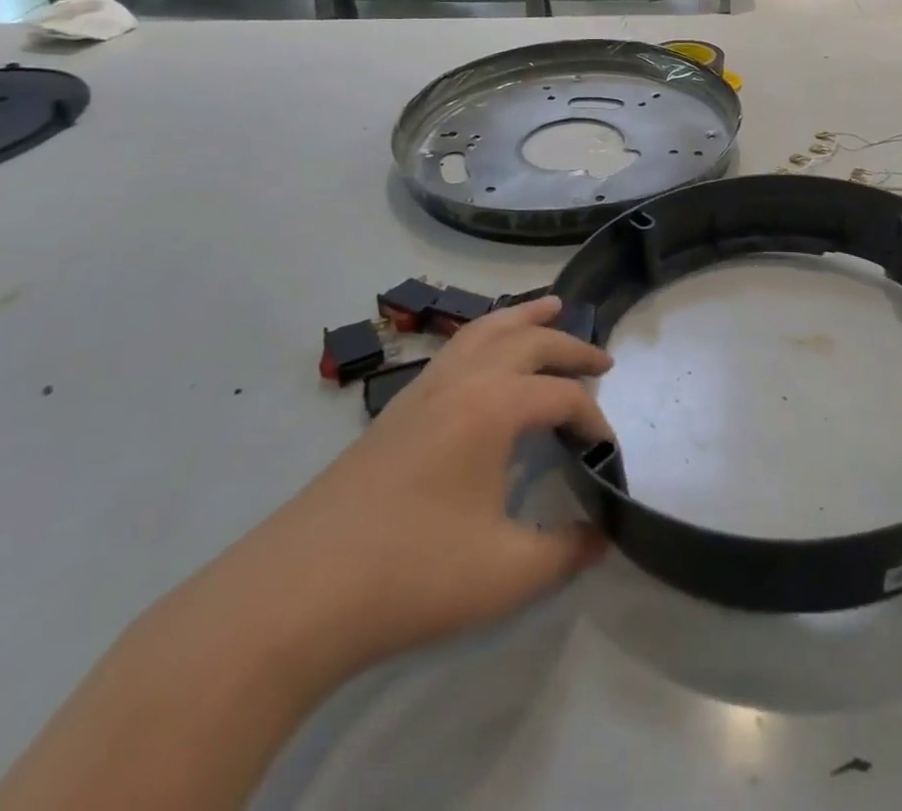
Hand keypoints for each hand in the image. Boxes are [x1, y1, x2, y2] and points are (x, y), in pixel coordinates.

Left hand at [218, 296, 615, 674]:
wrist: (294, 595)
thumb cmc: (411, 576)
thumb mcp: (505, 574)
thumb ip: (565, 551)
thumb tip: (603, 537)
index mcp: (494, 407)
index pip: (562, 398)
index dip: (594, 421)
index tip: (606, 455)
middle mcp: (462, 382)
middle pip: (529, 343)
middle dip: (571, 348)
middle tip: (603, 360)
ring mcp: (424, 390)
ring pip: (484, 330)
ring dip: (523, 317)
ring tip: (551, 307)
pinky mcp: (396, 410)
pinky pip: (455, 348)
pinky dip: (485, 334)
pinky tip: (487, 355)